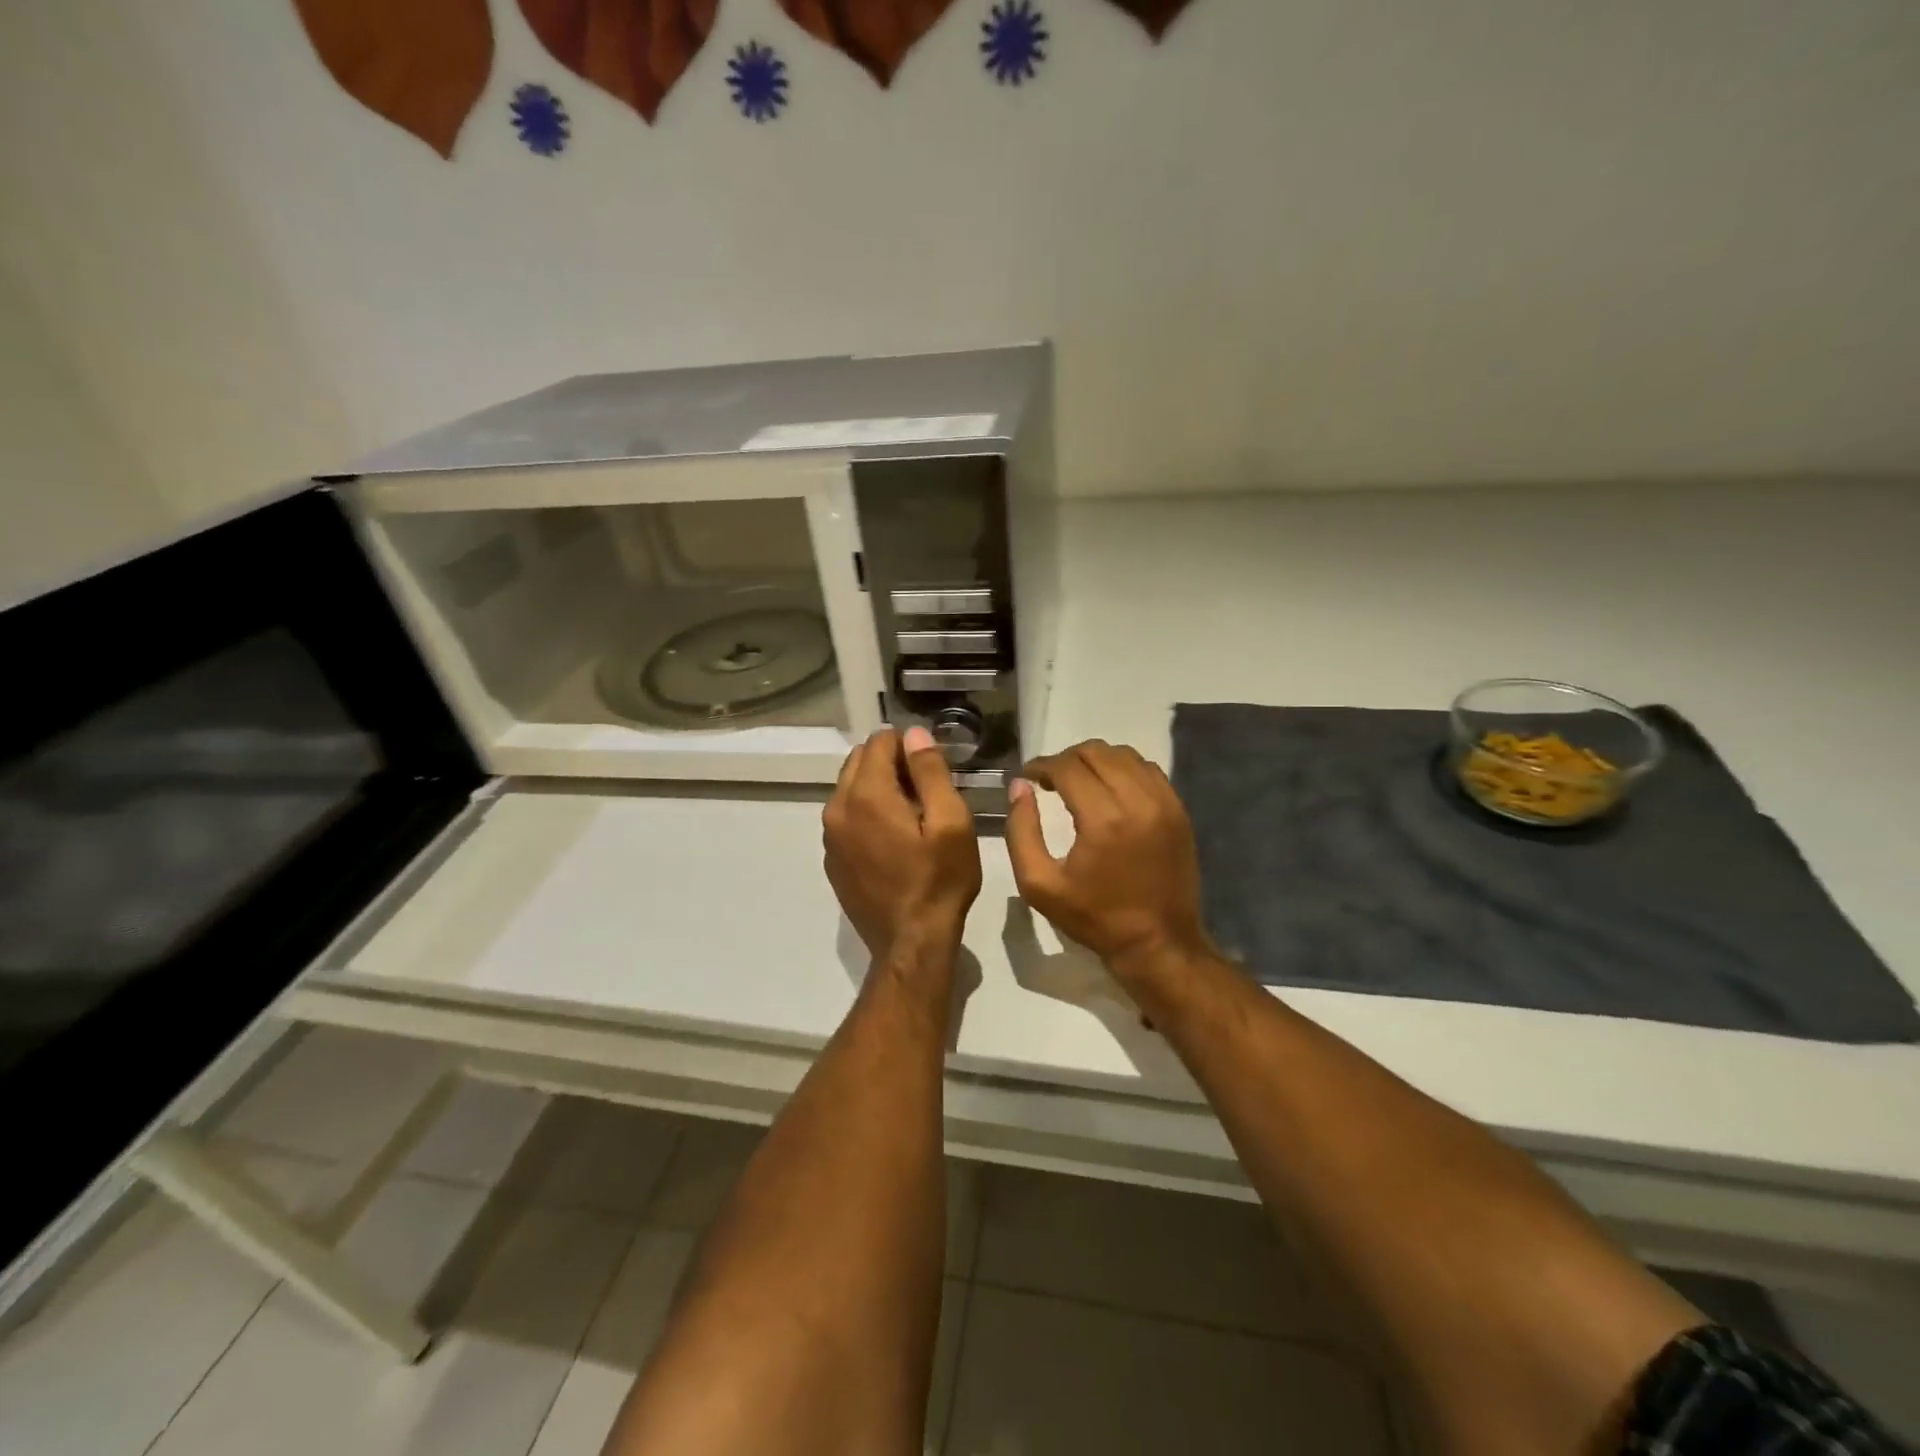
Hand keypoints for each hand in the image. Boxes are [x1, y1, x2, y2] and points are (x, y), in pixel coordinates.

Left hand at [824, 726, 981, 966]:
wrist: (911, 943)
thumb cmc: (939, 880)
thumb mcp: (951, 822)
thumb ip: (930, 771)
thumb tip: (914, 733)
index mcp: (866, 794)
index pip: (880, 741)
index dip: (909, 745)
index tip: (933, 768)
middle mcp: (837, 808)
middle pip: (860, 761)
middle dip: (891, 763)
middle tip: (926, 790)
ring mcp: (830, 836)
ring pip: (850, 788)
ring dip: (878, 788)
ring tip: (912, 815)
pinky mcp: (832, 859)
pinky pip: (846, 817)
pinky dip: (867, 814)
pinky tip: (893, 839)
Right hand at [1005, 740, 1209, 988]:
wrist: (1158, 943)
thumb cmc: (1094, 918)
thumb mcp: (1039, 885)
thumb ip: (1021, 831)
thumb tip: (1019, 787)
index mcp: (1103, 820)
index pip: (1067, 767)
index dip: (1042, 766)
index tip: (1028, 776)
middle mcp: (1138, 801)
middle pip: (1096, 752)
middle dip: (1066, 759)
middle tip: (1049, 779)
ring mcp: (1165, 803)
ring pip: (1124, 755)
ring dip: (1096, 760)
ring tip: (1078, 781)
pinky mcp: (1179, 810)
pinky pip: (1148, 770)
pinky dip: (1124, 769)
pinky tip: (1110, 789)